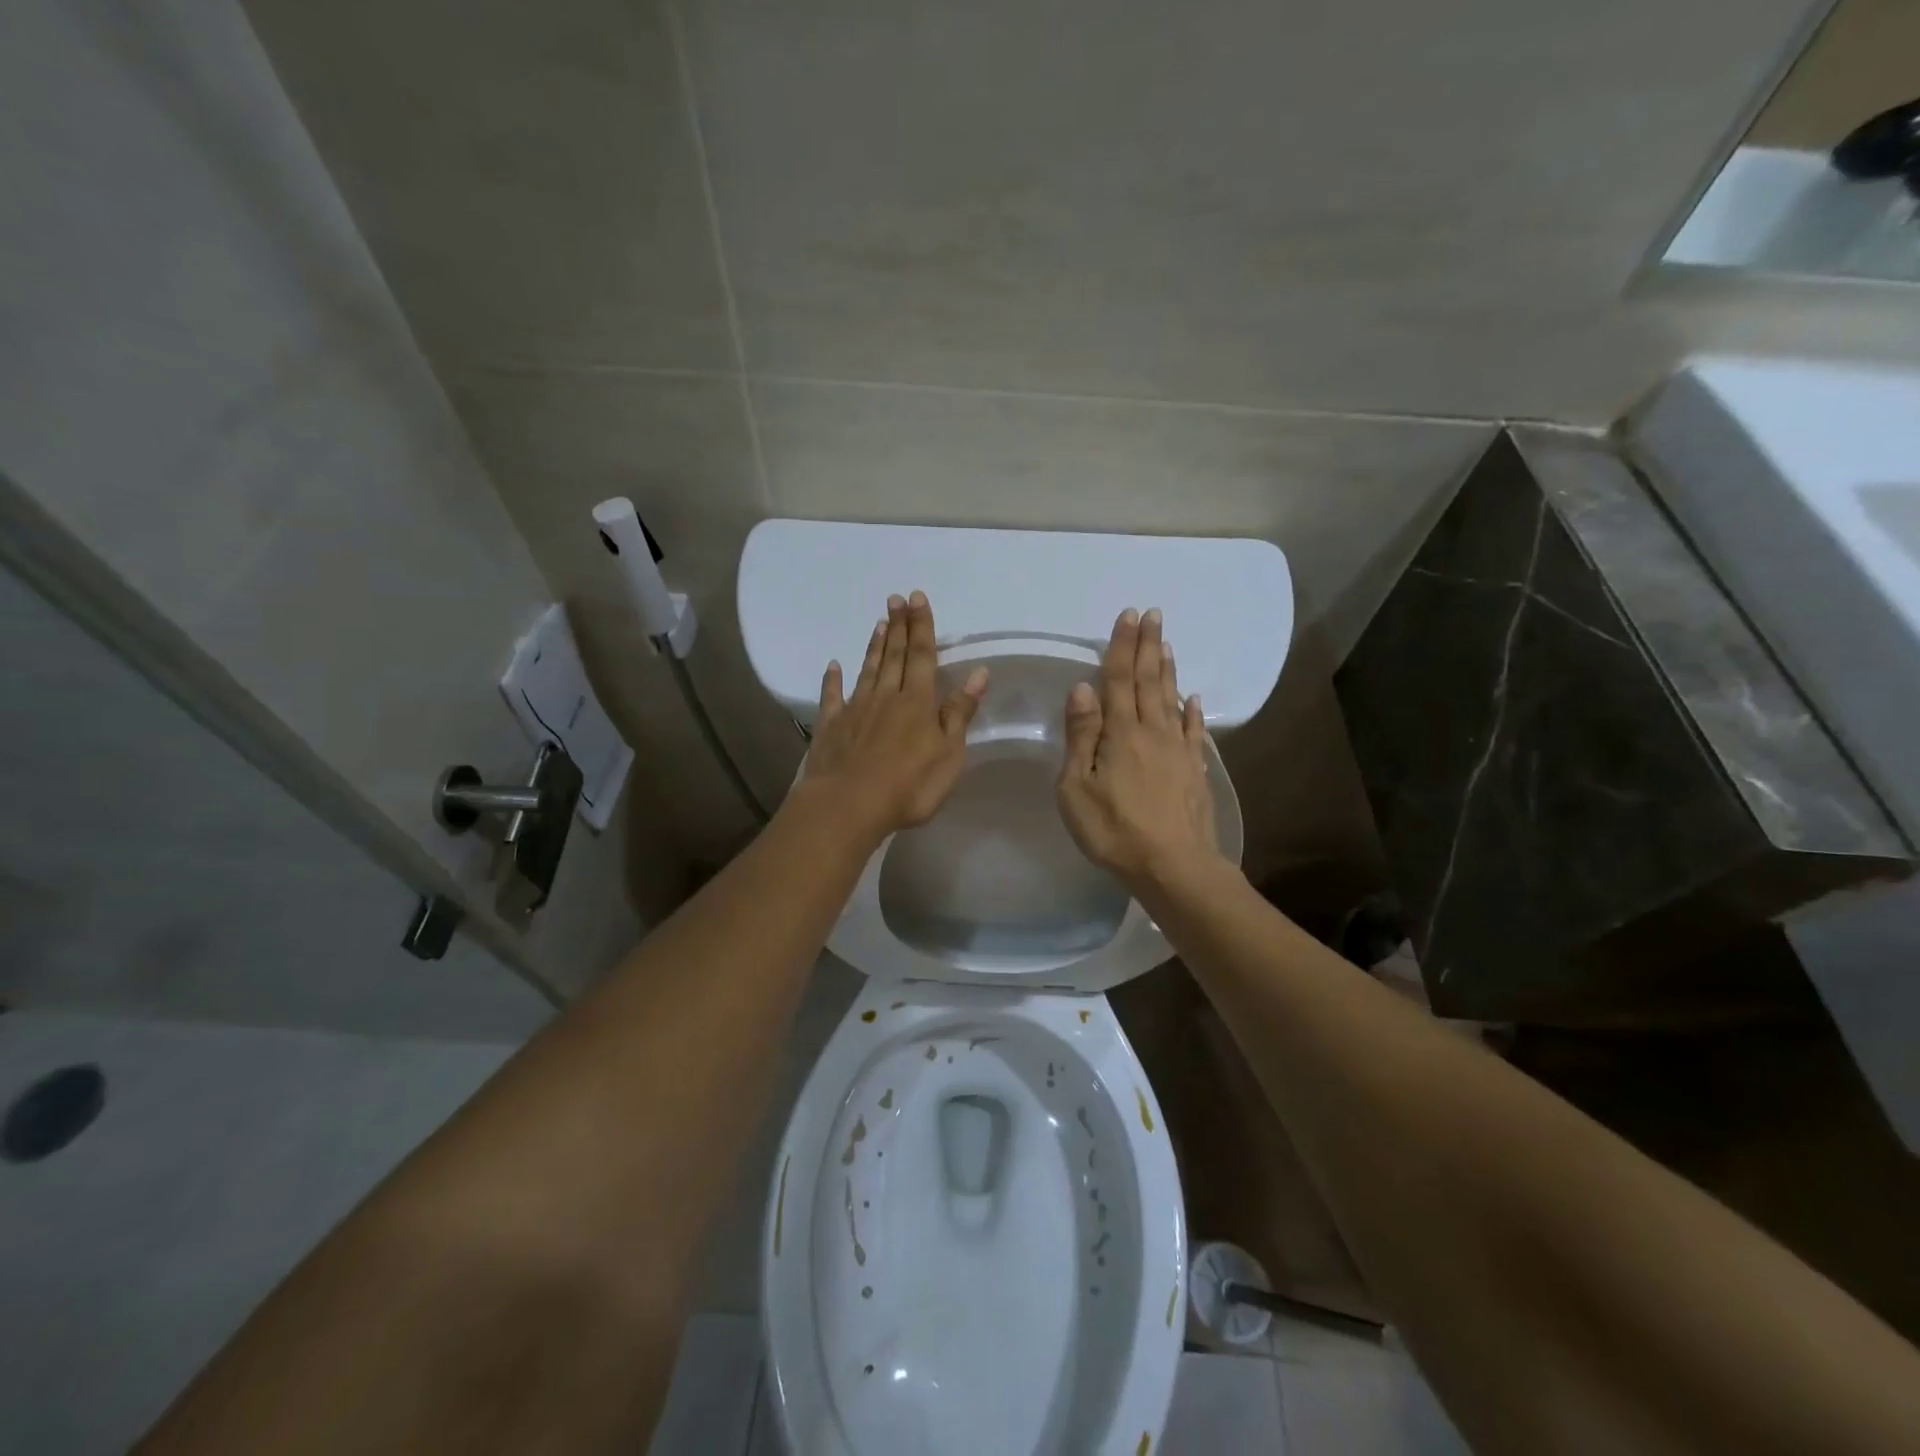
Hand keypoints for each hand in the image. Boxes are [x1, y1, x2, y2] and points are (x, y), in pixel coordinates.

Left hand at [801, 591, 987, 838]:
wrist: (848, 805)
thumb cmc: (909, 785)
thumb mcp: (948, 754)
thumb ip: (960, 712)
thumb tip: (978, 673)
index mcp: (917, 702)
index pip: (922, 655)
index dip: (922, 626)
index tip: (917, 598)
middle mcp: (886, 696)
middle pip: (894, 656)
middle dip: (898, 626)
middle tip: (896, 599)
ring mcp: (855, 709)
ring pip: (867, 670)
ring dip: (874, 646)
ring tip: (878, 623)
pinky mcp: (831, 726)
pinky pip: (832, 696)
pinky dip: (832, 679)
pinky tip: (833, 665)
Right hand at [1056, 608, 1223, 892]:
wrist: (1174, 866)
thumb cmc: (1114, 830)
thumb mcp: (1078, 788)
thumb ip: (1082, 736)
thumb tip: (1083, 689)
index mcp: (1121, 733)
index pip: (1120, 679)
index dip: (1123, 646)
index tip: (1130, 615)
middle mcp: (1153, 732)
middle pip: (1151, 681)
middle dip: (1149, 645)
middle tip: (1154, 614)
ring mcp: (1179, 750)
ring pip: (1172, 700)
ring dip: (1169, 670)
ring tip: (1167, 644)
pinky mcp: (1194, 771)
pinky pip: (1194, 732)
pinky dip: (1193, 712)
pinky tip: (1193, 699)